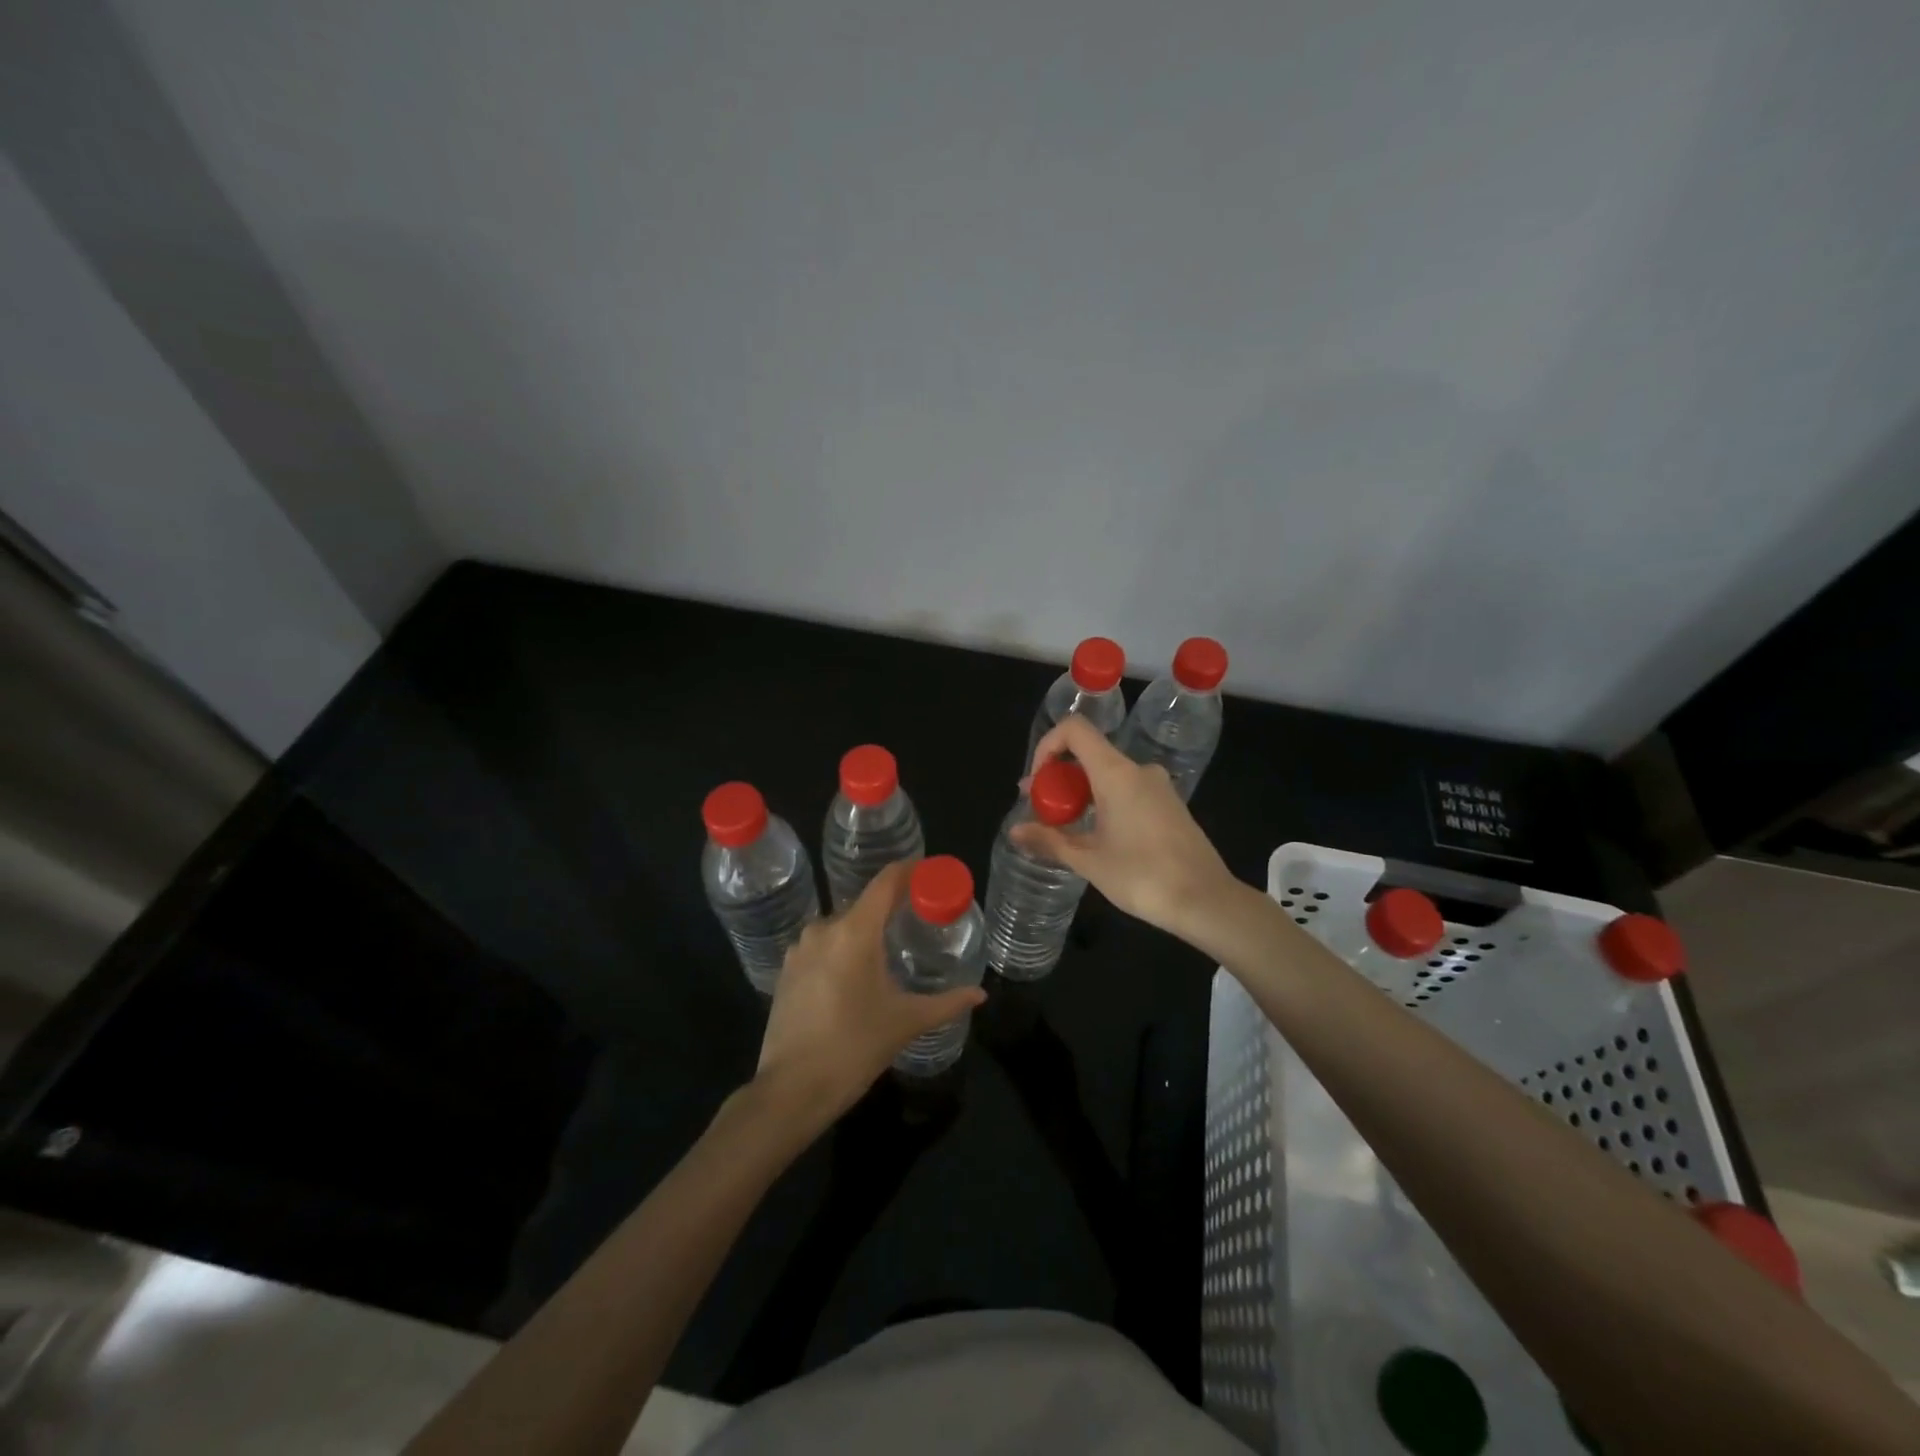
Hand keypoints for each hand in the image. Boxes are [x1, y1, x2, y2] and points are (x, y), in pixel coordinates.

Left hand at [755, 860, 985, 1128]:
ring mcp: (800, 949)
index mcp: (855, 932)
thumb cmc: (854, 1048)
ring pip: (841, 926)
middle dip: (892, 908)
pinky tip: (855, 975)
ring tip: (890, 950)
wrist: (791, 1090)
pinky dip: (842, 950)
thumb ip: (947, 1003)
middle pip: (865, 904)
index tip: (930, 873)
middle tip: (919, 919)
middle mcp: (824, 929)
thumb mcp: (906, 1022)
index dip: (909, 871)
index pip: (886, 882)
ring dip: (865, 931)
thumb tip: (980, 994)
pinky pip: (822, 946)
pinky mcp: (787, 970)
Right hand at [1012, 714, 1235, 939]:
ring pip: (1108, 775)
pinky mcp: (1170, 805)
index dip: (1047, 746)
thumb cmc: (1142, 876)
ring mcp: (1158, 787)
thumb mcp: (1088, 860)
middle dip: (1058, 778)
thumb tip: (1014, 831)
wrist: (1206, 901)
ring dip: (1080, 793)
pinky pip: (1127, 790)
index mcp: (1116, 773)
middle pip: (1089, 754)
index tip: (1037, 782)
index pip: (1075, 730)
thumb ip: (1049, 840)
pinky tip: (1098, 836)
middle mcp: (1138, 770)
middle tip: (1040, 810)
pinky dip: (1104, 802)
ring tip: (1064, 827)